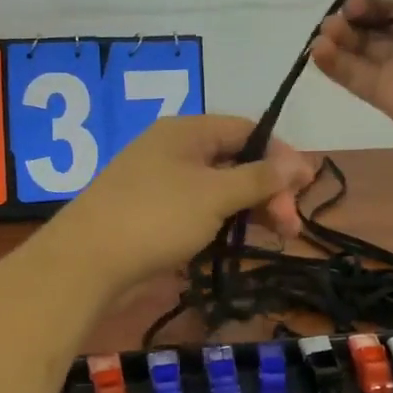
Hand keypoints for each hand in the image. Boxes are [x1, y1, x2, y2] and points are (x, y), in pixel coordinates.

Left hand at [48, 115, 317, 292]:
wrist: (86, 262)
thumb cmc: (156, 217)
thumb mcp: (215, 194)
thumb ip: (260, 178)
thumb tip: (301, 161)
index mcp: (187, 131)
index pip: (247, 130)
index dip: (281, 155)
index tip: (306, 186)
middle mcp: (175, 150)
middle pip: (236, 161)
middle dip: (269, 190)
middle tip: (292, 226)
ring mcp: (162, 183)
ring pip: (220, 189)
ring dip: (251, 209)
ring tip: (278, 237)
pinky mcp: (154, 214)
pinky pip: (200, 210)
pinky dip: (224, 222)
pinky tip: (241, 242)